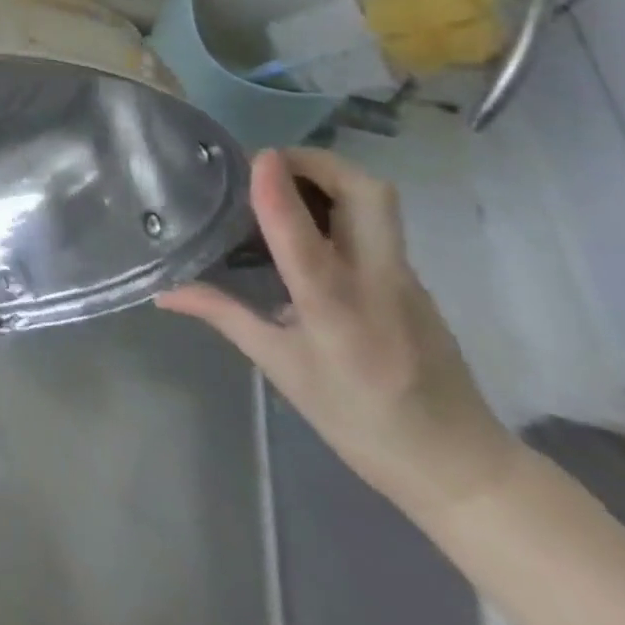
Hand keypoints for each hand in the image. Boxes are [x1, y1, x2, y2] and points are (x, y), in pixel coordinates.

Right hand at [157, 147, 520, 521]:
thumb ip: (224, 314)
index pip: (305, 241)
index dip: (279, 194)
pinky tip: (307, 224)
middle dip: (317, 162)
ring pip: (376, 201)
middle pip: (367, 194)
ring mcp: (404, 277)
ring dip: (328, 176)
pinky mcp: (414, 278)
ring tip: (281, 184)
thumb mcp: (282, 369)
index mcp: (336, 312)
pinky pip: (376, 221)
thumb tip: (163, 291)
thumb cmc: (361, 422)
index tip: (257, 157)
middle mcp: (377, 283)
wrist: (462, 466)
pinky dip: (339, 202)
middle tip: (270, 164)